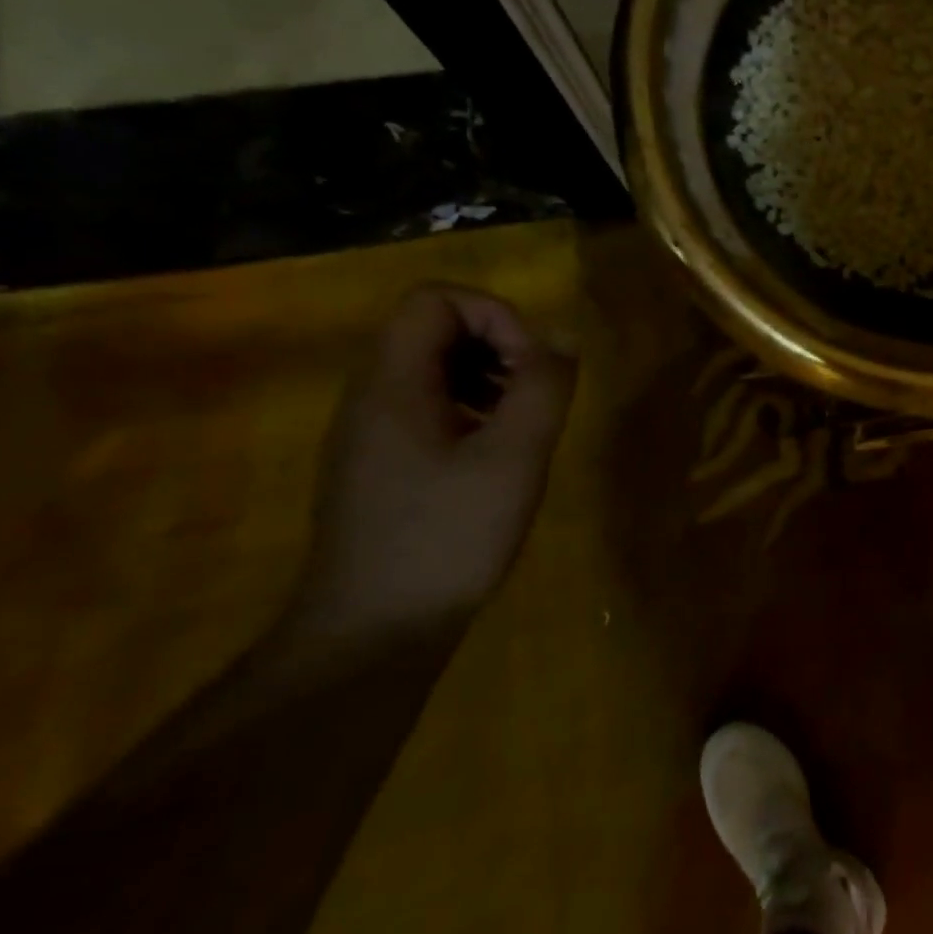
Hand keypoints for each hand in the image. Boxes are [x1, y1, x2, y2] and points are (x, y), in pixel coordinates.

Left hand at [291, 285, 576, 640]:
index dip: (495, 314)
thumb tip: (563, 337)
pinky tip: (497, 455)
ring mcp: (369, 433)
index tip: (532, 364)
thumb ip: (544, 387)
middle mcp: (370, 397)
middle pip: (433, 329)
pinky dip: (471, 409)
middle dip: (498, 346)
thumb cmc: (447, 537)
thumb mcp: (514, 457)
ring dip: (489, 377)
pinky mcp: (379, 465)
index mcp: (392, 384)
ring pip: (433, 368)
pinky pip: (427, 406)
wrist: (372, 634)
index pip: (435, 299)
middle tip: (535, 393)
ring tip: (523, 423)